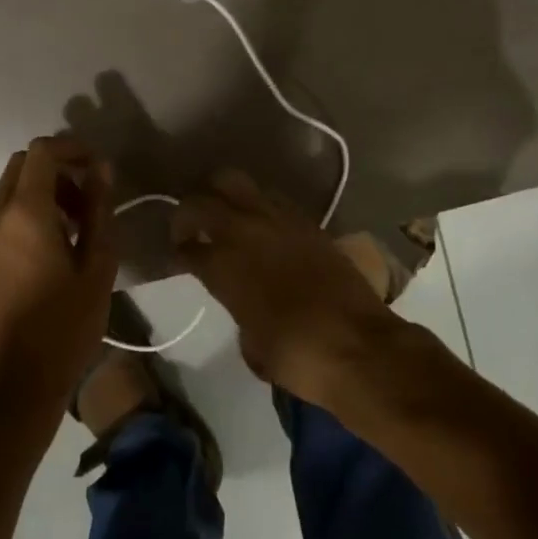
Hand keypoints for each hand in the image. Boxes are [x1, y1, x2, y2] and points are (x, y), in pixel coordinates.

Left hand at [0, 135, 117, 410]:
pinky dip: (24, 218)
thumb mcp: (97, 267)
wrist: (11, 389)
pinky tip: (47, 257)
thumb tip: (101, 167)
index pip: (41, 151)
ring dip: (40, 196)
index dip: (71, 147)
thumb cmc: (63, 327)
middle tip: (86, 202)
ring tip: (73, 233)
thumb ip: (99, 210)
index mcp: (24, 212)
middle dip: (56, 171)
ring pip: (8, 194)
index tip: (96, 166)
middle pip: (21, 166)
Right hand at [171, 169, 397, 405]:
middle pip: (200, 200)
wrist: (360, 347)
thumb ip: (238, 312)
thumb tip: (242, 303)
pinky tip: (259, 221)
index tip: (178, 256)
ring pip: (234, 181)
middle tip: (188, 227)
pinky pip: (269, 196)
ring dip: (220, 193)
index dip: (177, 251)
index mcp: (222, 266)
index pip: (186, 247)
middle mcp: (243, 232)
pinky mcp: (305, 219)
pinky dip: (256, 202)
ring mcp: (276, 219)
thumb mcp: (252, 345)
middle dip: (187, 211)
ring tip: (222, 212)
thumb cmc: (299, 356)